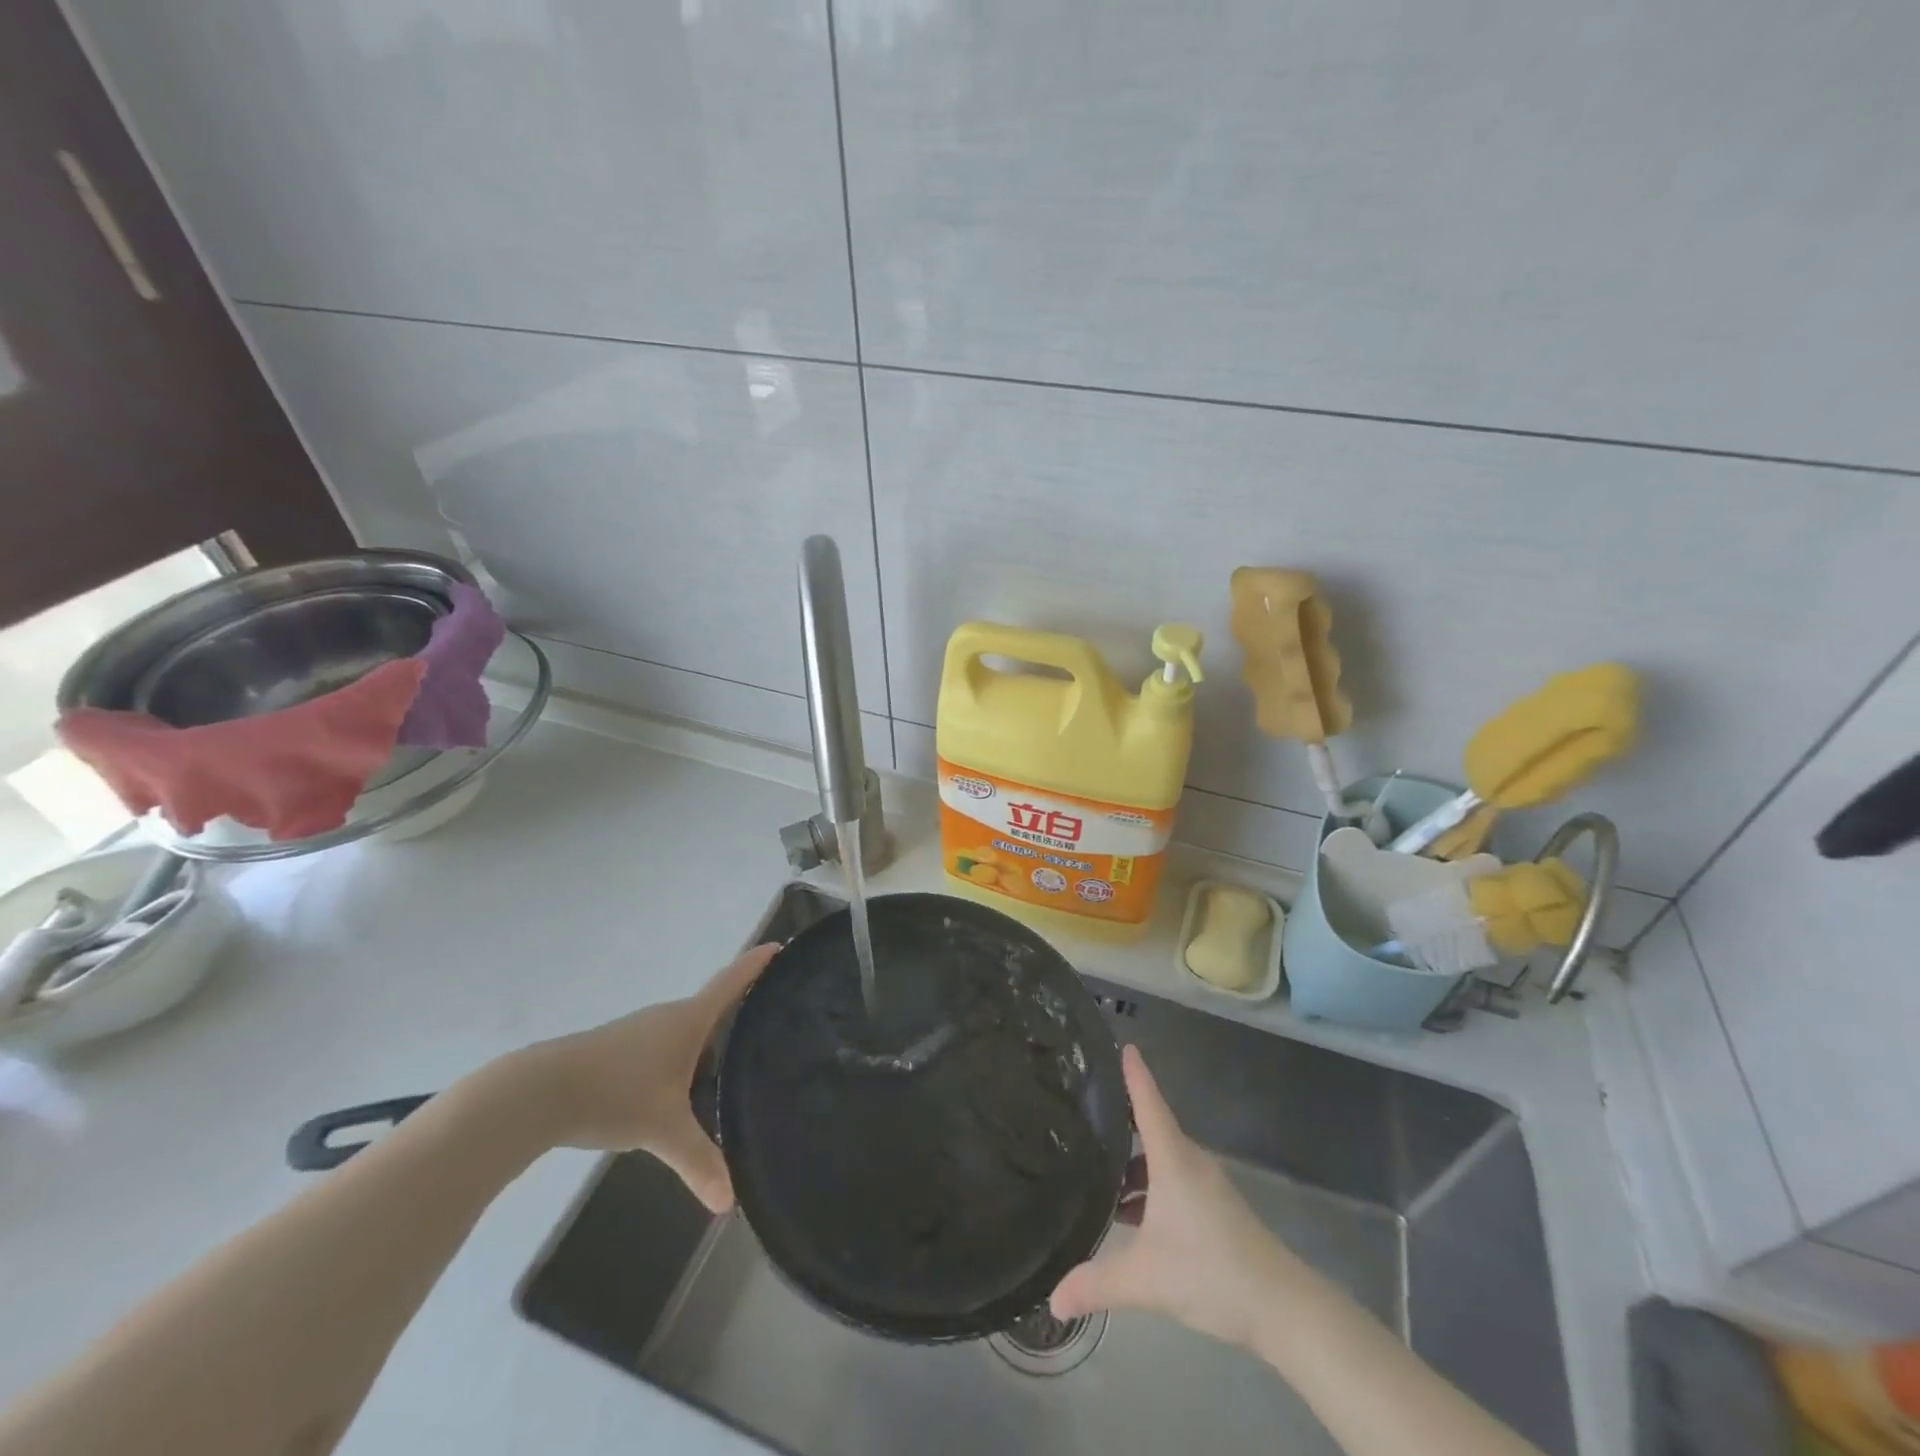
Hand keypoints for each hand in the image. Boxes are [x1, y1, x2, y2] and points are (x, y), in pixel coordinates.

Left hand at [513, 944, 776, 1211]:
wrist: (538, 1092)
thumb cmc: (614, 1093)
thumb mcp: (663, 1129)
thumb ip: (698, 1161)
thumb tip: (729, 1204)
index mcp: (689, 1020)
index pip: (732, 982)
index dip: (757, 964)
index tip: (780, 947)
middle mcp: (669, 1017)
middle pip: (713, 1009)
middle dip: (739, 1015)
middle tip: (770, 1028)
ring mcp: (642, 1032)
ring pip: (687, 1034)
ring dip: (708, 1045)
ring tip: (731, 1069)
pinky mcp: (620, 1050)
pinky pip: (666, 1048)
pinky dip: (682, 1062)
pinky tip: (680, 1093)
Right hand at [1050, 1044, 1303, 1351]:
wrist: (1282, 1307)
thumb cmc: (1212, 1271)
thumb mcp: (1147, 1279)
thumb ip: (1097, 1284)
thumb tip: (1053, 1300)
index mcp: (1173, 1158)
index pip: (1148, 1101)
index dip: (1134, 1073)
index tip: (1122, 1043)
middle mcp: (1189, 1161)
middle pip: (1151, 1127)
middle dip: (1119, 1120)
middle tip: (1081, 1115)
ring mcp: (1205, 1185)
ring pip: (1161, 1159)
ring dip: (1132, 1165)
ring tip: (1097, 1176)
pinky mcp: (1215, 1208)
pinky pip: (1173, 1180)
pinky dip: (1149, 1187)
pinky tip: (1130, 1216)